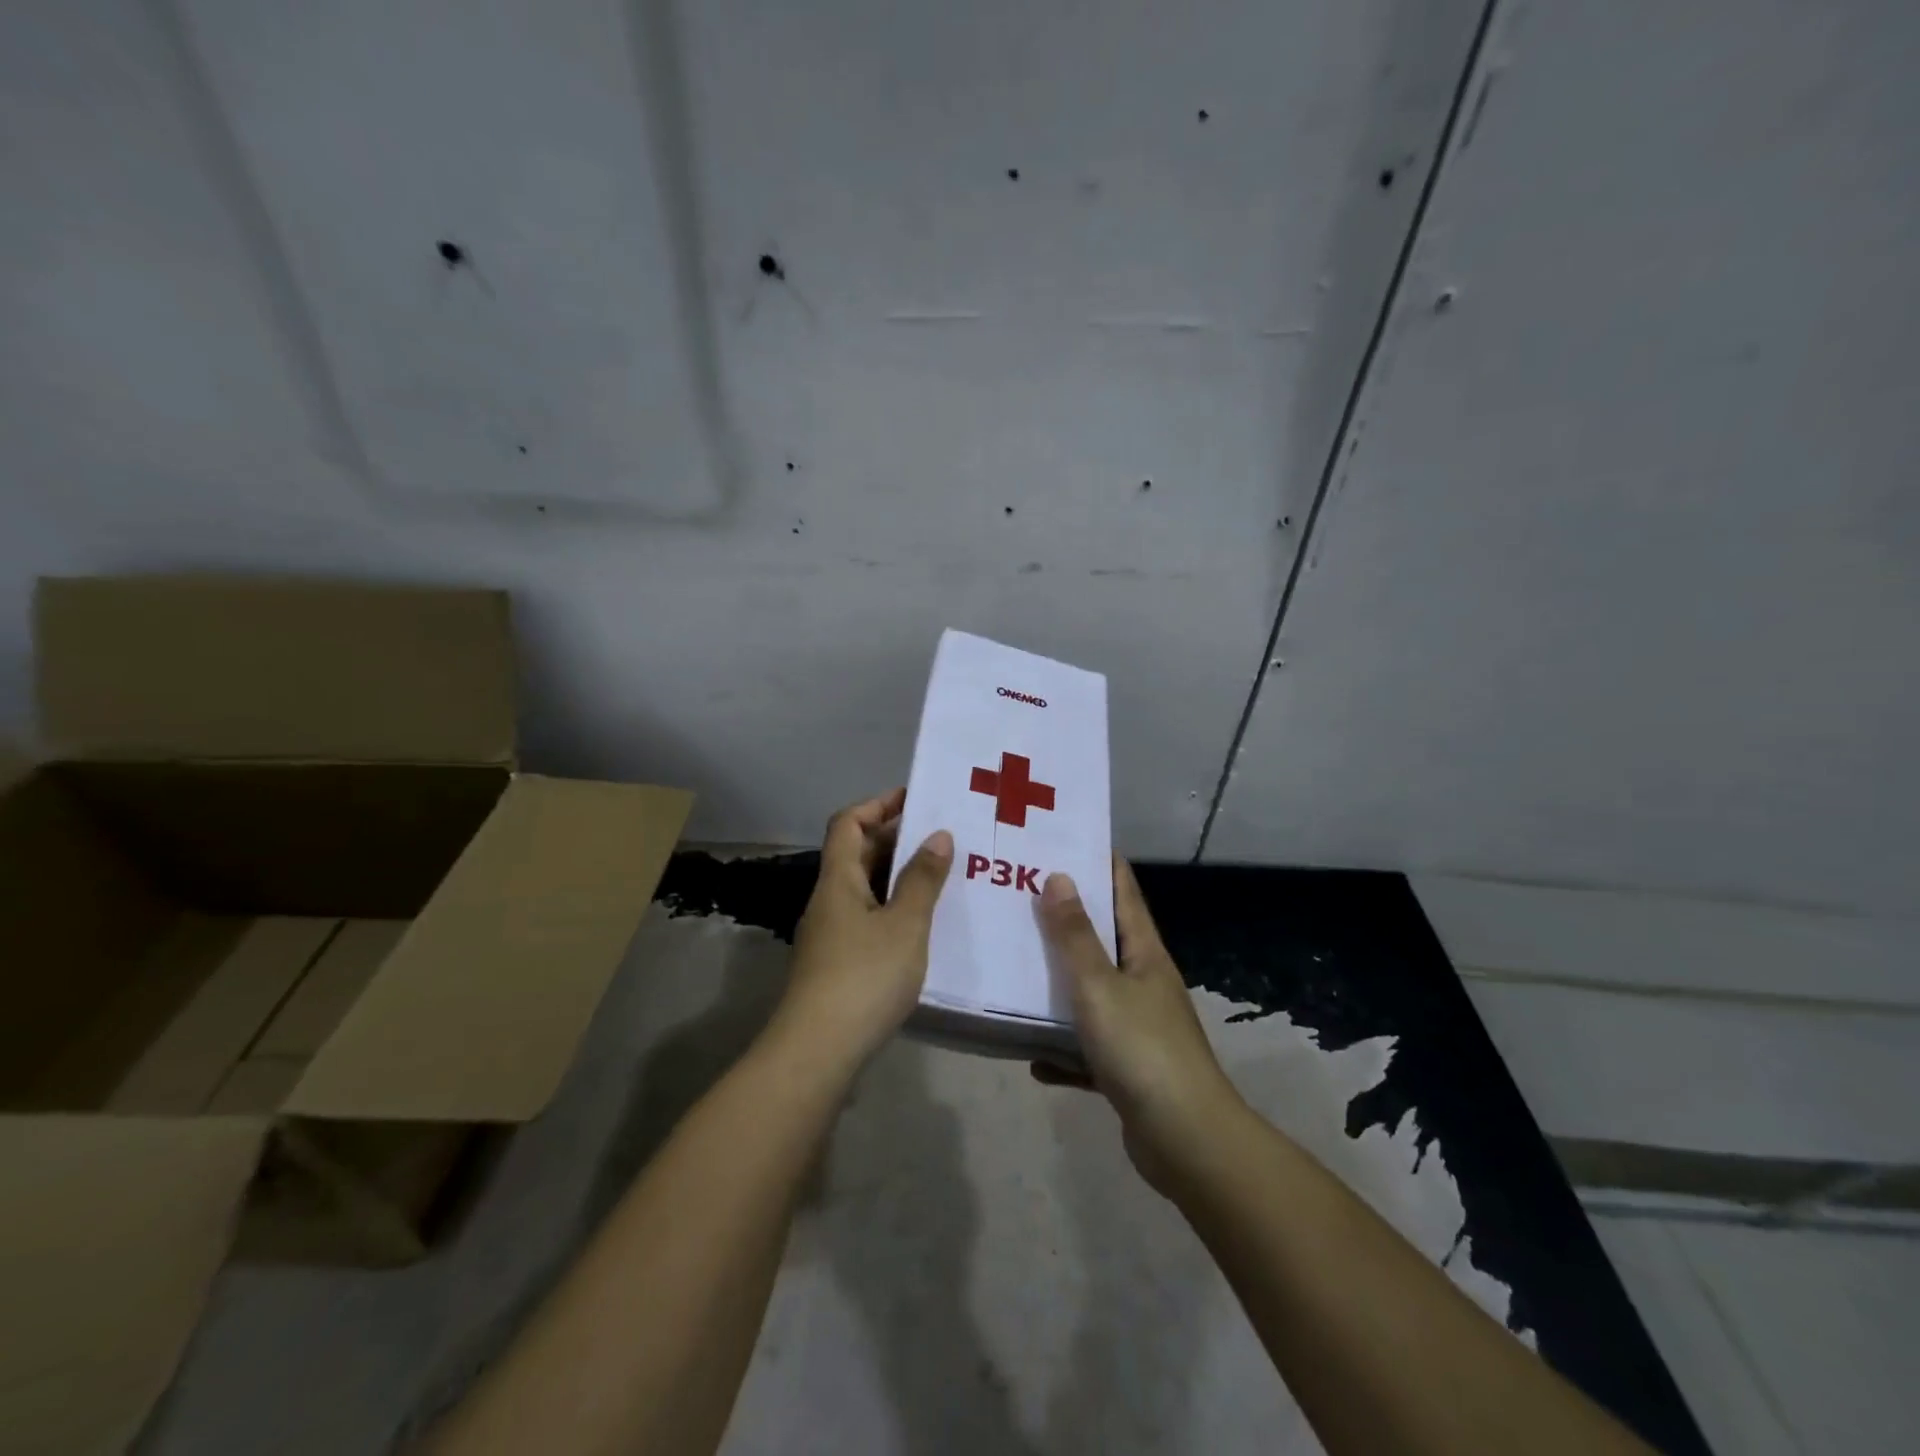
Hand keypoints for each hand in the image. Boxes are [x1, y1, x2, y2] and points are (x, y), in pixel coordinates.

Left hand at [775, 788, 953, 1070]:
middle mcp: (829, 900)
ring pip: (864, 888)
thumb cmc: (864, 977)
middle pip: (856, 854)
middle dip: (895, 838)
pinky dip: (894, 908)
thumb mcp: (904, 924)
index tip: (915, 798)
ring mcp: (830, 933)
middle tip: (942, 836)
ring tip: (942, 874)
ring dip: (898, 875)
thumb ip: (922, 879)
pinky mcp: (837, 963)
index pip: (848, 823)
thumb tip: (938, 835)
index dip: (878, 805)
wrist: (818, 1052)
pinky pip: (868, 917)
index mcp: (838, 880)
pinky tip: (923, 923)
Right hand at [1033, 858, 1240, 1192]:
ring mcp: (1138, 1026)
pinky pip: (1086, 1047)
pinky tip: (1032, 1055)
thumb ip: (1075, 936)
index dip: (1100, 862)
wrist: (1186, 1141)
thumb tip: (1059, 877)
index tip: (1065, 839)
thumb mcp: (1099, 987)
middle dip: (1065, 918)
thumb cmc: (1142, 1050)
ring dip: (1058, 983)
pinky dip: (1062, 1048)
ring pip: (1091, 993)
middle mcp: (1144, 982)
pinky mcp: (1128, 1067)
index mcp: (1145, 954)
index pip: (1124, 892)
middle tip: (1019, 896)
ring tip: (1014, 966)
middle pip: (1103, 939)